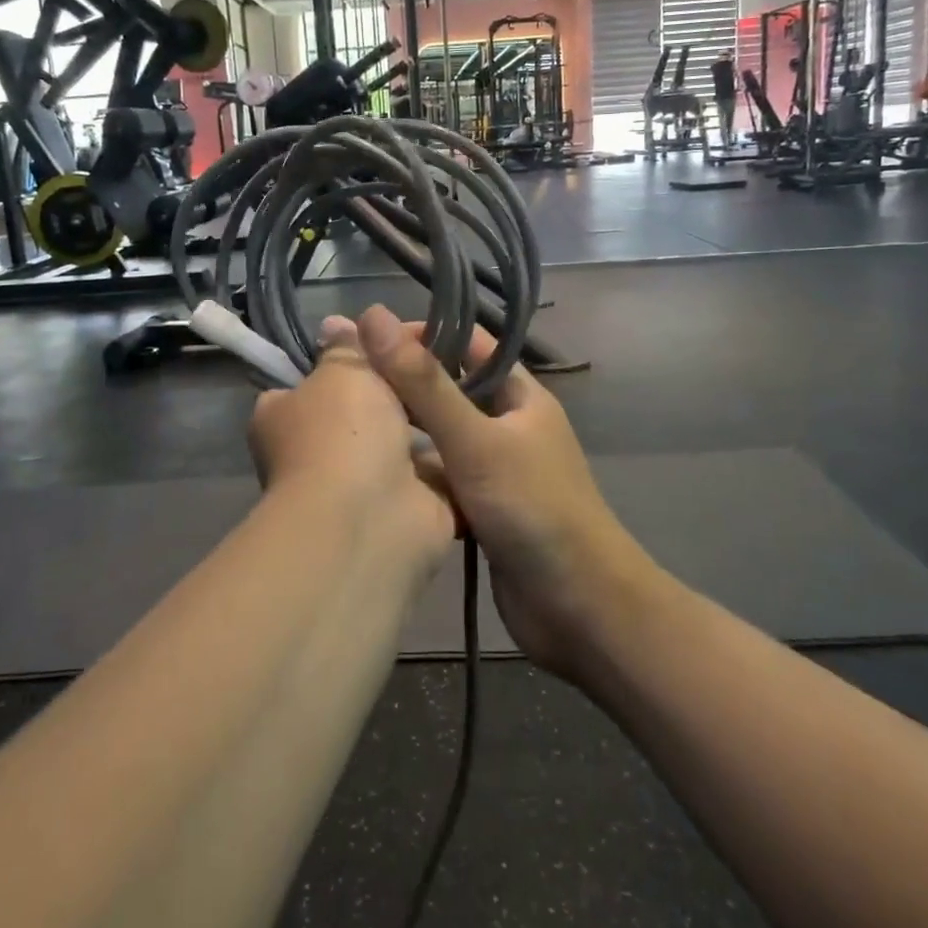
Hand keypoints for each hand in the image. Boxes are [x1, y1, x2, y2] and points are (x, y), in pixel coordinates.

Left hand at [247, 317, 455, 586]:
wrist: (372, 517)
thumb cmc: (342, 432)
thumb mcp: (342, 371)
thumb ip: (346, 348)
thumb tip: (336, 323)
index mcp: (286, 417)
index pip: (311, 380)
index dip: (348, 358)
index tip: (386, 338)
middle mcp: (321, 453)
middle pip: (366, 409)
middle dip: (400, 389)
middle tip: (441, 357)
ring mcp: (368, 485)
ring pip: (406, 442)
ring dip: (434, 421)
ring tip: (474, 382)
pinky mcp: (412, 508)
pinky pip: (439, 473)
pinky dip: (458, 456)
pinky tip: (485, 424)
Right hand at [354, 305, 647, 678]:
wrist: (580, 609)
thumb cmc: (534, 510)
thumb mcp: (476, 440)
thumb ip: (424, 383)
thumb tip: (372, 318)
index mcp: (519, 395)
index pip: (466, 342)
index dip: (421, 334)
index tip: (366, 339)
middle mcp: (508, 424)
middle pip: (449, 389)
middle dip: (404, 384)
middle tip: (347, 383)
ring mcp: (496, 468)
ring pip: (441, 437)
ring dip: (405, 432)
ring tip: (348, 426)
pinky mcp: (483, 508)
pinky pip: (442, 479)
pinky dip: (414, 476)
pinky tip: (371, 478)